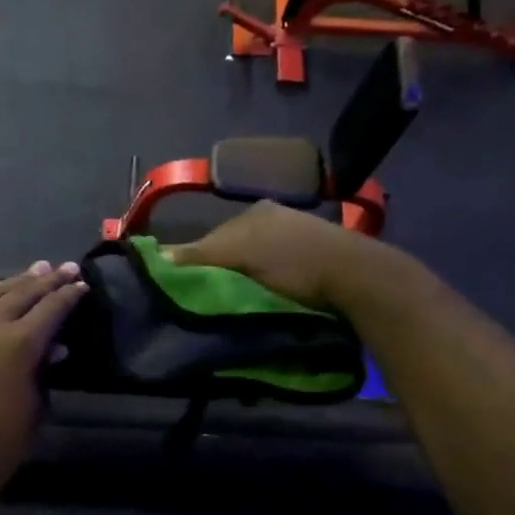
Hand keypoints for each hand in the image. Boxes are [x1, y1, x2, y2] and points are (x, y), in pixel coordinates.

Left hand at [0, 260, 87, 504]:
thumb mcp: (35, 409)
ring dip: (16, 283)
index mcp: (17, 345)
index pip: (50, 309)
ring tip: (35, 271)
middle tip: (64, 268)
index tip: (82, 284)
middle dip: (45, 280)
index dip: (68, 295)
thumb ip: (43, 371)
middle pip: (21, 294)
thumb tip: (53, 349)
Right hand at [164, 201, 368, 309]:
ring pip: (255, 260)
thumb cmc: (293, 262)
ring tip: (239, 303)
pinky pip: (277, 269)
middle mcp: (275, 218)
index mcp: (255, 211)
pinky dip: (268, 282)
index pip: (211, 237)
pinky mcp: (316, 257)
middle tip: (211, 301)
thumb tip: (157, 256)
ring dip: (245, 279)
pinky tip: (268, 297)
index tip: (187, 290)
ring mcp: (297, 235)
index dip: (196, 262)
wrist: (357, 277)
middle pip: (233, 247)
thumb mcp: (240, 256)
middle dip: (221, 270)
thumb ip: (199, 256)